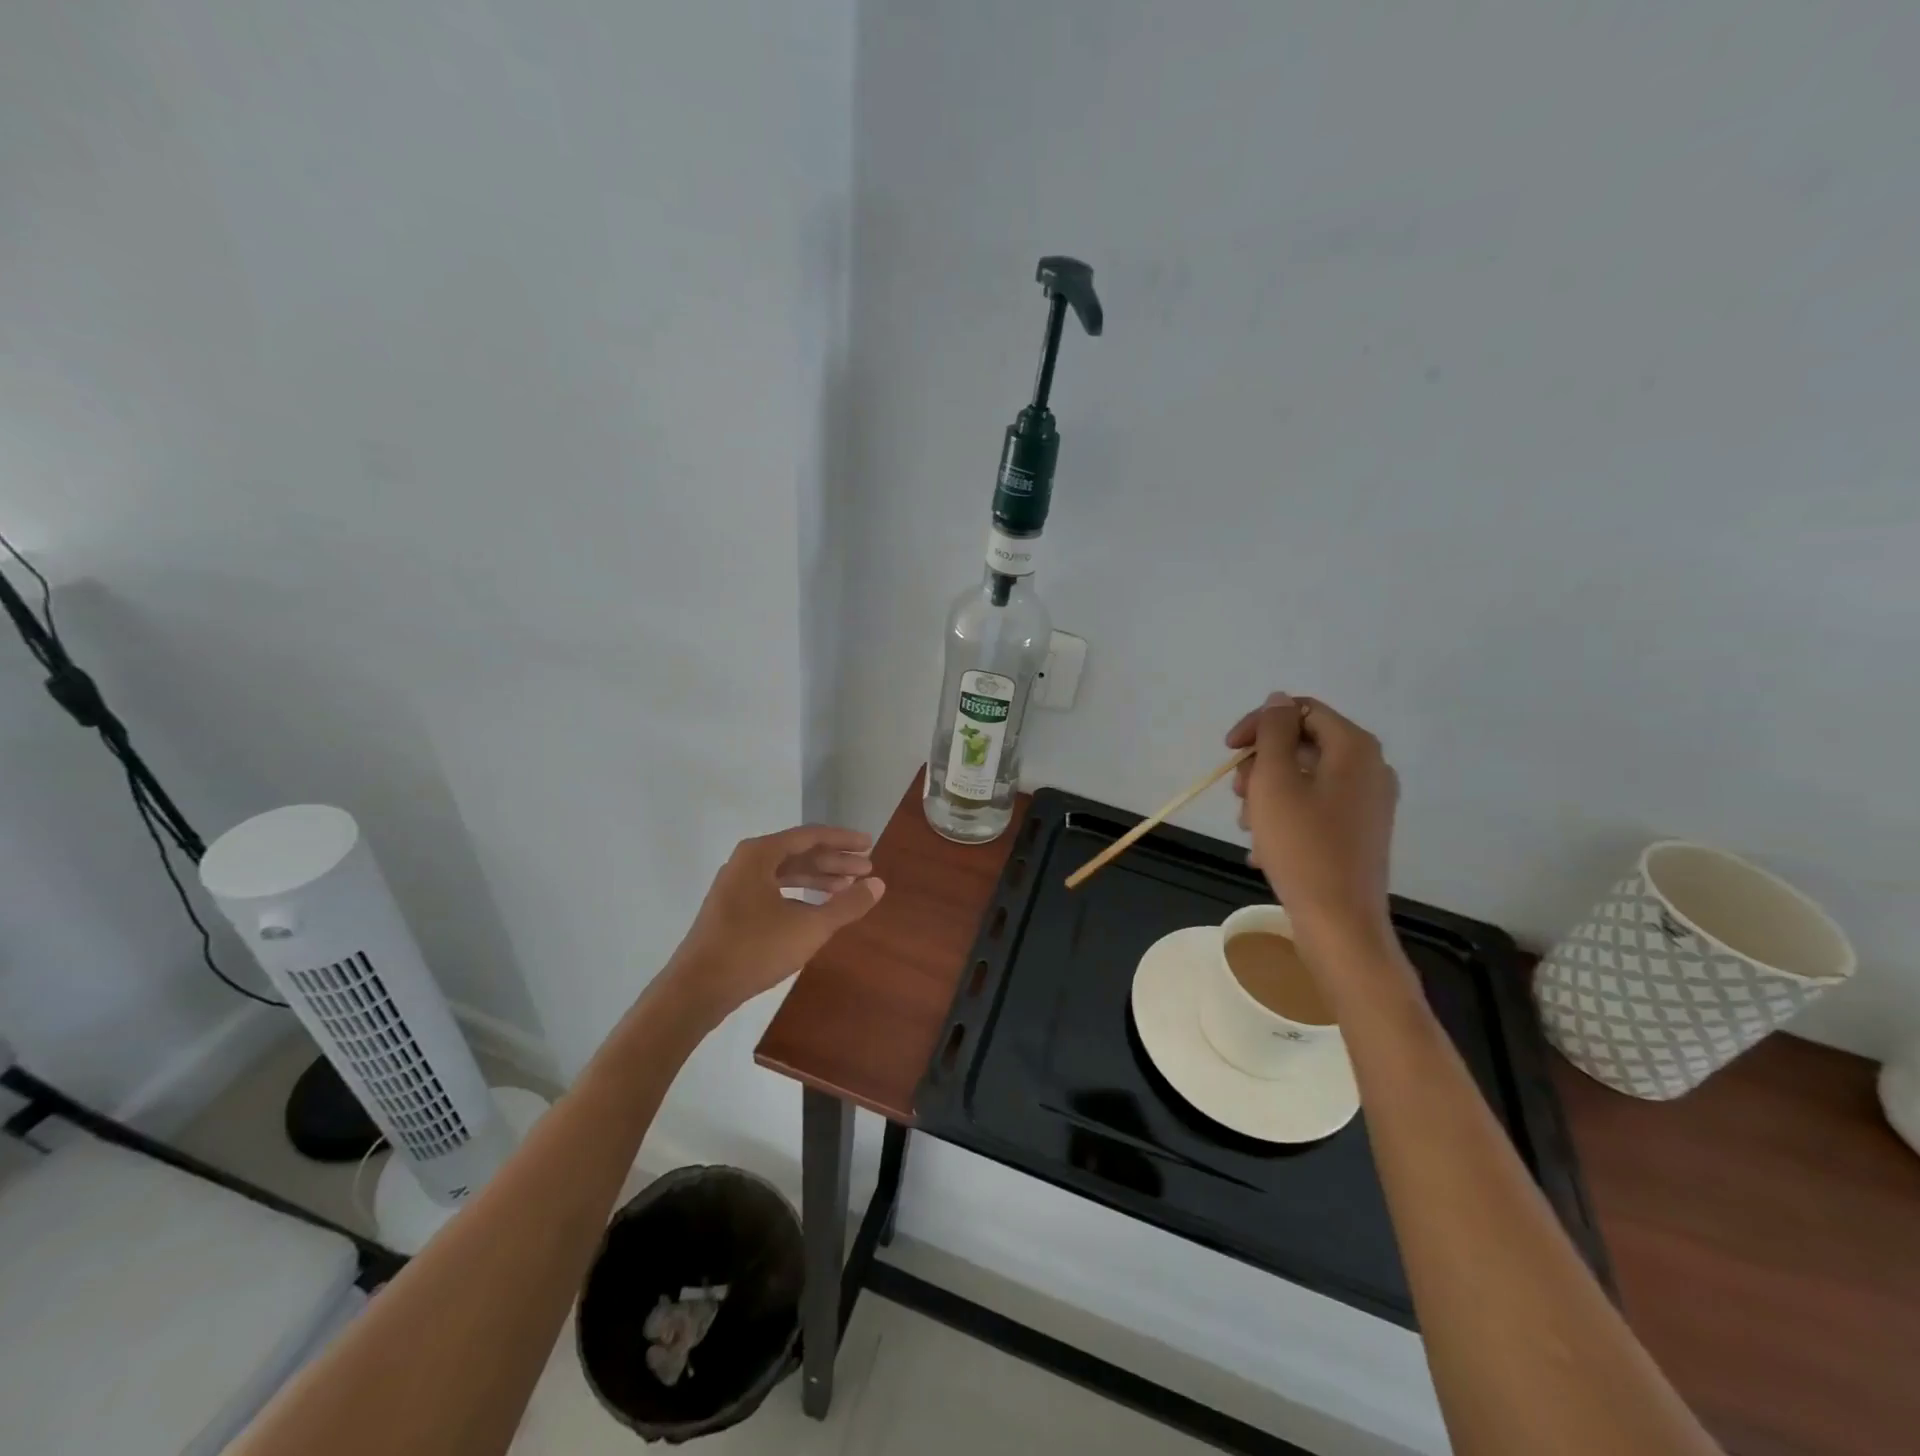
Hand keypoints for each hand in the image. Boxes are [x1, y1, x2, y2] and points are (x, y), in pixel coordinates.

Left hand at [660, 825, 885, 1020]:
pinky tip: (818, 909)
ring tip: (848, 888)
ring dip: (818, 878)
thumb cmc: (754, 949)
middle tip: (867, 870)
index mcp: (759, 854)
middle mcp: (746, 862)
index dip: (843, 840)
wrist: (696, 989)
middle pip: (799, 853)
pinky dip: (799, 895)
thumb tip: (878, 884)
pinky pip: (774, 890)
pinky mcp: (732, 909)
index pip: (811, 836)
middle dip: (834, 861)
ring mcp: (736, 886)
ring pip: (786, 873)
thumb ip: (846, 904)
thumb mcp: (809, 927)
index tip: (870, 845)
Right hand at [1227, 693, 1398, 954]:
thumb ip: (1274, 732)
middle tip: (1238, 795)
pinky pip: (1315, 806)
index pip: (1299, 711)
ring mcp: (1368, 801)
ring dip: (1268, 794)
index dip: (1259, 724)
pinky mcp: (1360, 831)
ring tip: (1249, 826)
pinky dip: (1286, 816)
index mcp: (1354, 748)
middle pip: (1302, 744)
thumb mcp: (1275, 780)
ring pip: (1305, 778)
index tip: (1228, 752)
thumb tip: (1278, 700)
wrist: (1339, 921)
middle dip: (1262, 765)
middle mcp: (1370, 767)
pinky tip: (1265, 847)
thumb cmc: (1302, 845)